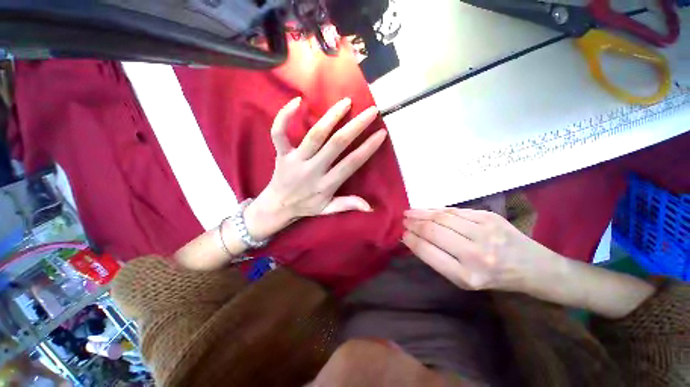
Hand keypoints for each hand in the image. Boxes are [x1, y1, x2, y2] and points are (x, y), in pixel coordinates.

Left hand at [246, 97, 386, 239]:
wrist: (278, 206)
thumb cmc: (305, 206)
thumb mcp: (328, 209)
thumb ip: (348, 205)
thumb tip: (370, 207)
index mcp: (326, 184)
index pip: (351, 163)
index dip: (367, 148)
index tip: (381, 133)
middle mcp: (313, 170)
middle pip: (336, 144)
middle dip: (356, 126)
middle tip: (371, 111)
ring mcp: (296, 160)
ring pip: (315, 135)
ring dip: (331, 117)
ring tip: (346, 102)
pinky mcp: (282, 153)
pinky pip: (279, 133)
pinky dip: (284, 116)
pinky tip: (297, 101)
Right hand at [402, 208, 563, 293]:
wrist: (534, 268)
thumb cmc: (494, 278)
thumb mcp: (464, 279)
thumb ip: (438, 258)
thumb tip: (414, 239)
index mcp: (466, 276)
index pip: (428, 252)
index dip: (412, 240)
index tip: (403, 234)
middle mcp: (476, 254)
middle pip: (434, 231)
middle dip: (414, 224)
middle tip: (404, 220)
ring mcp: (485, 233)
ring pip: (443, 217)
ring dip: (422, 213)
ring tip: (410, 212)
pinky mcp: (490, 217)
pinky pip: (456, 211)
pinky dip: (438, 209)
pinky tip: (428, 210)